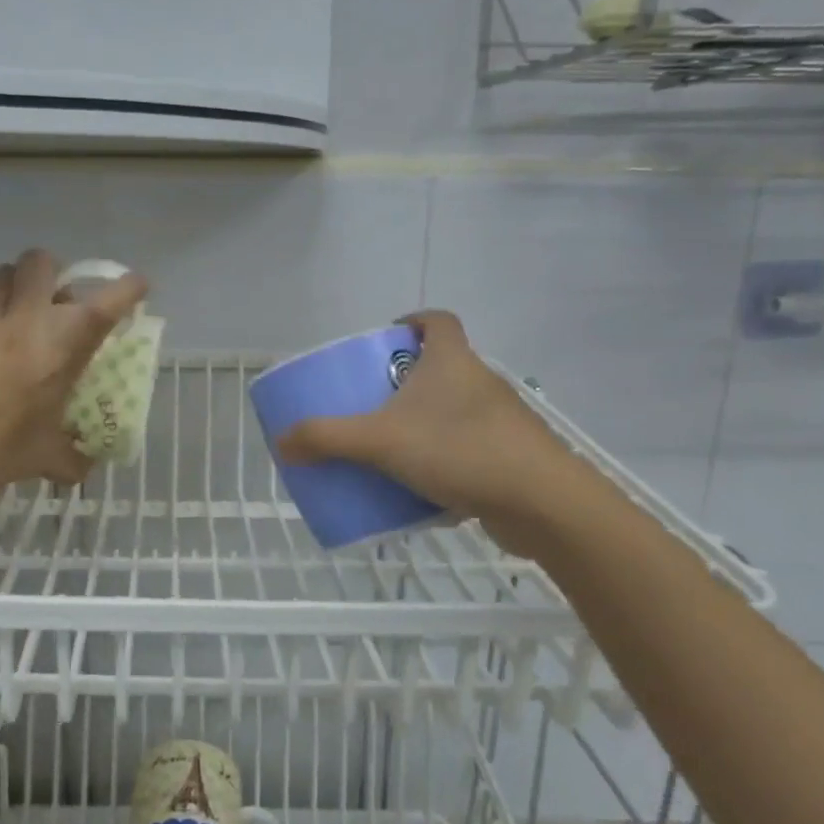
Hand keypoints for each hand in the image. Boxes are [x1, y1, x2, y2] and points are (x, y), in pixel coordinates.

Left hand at [0, 249, 147, 496]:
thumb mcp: (48, 457)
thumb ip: (75, 458)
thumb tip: (85, 466)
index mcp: (61, 347)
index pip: (107, 303)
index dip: (128, 289)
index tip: (137, 287)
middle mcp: (26, 319)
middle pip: (43, 262)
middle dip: (54, 275)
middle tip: (55, 304)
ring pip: (5, 273)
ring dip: (19, 287)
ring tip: (18, 317)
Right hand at [273, 311, 584, 554]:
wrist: (540, 502)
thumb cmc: (458, 449)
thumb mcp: (379, 441)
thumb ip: (327, 439)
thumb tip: (282, 443)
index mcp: (452, 361)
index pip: (437, 321)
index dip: (412, 322)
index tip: (386, 338)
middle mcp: (480, 381)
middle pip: (440, 368)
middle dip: (405, 382)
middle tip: (371, 403)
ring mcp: (500, 420)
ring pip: (453, 411)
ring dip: (424, 423)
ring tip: (390, 447)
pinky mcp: (510, 456)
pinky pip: (468, 448)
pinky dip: (444, 459)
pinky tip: (421, 486)